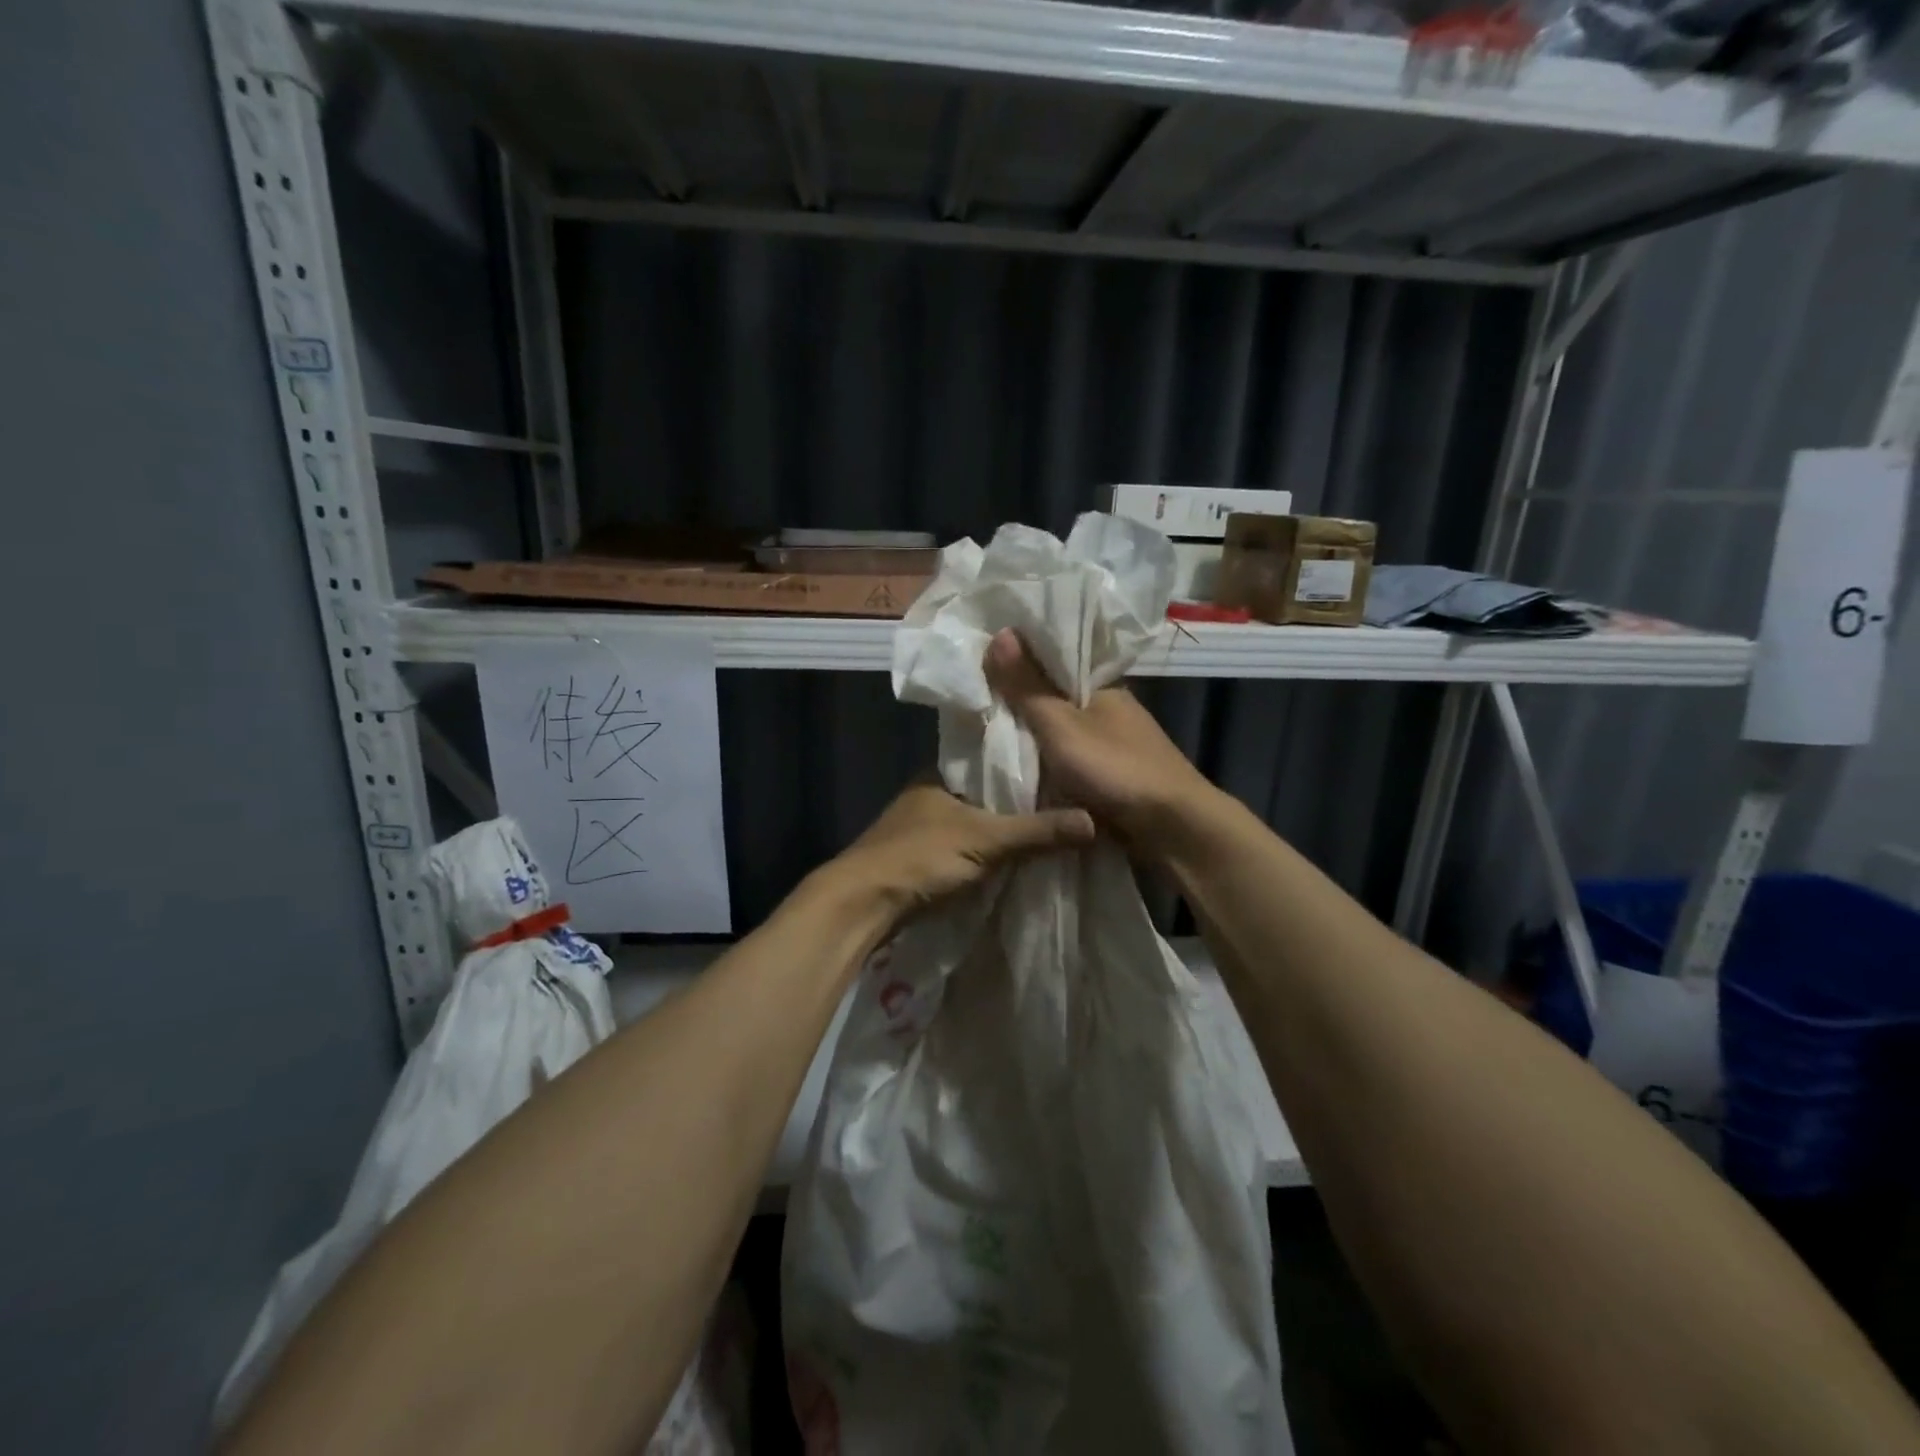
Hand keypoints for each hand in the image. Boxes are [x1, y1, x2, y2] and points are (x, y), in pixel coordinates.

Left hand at [828, 778, 1094, 922]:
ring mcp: (925, 827)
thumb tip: (1094, 822)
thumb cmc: (921, 857)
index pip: (991, 758)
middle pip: (987, 792)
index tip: (1064, 766)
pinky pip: (968, 846)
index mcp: (941, 774)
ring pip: (977, 821)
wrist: (863, 904)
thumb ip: (1037, 831)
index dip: (1026, 762)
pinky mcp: (924, 857)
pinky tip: (1019, 856)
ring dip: (1005, 828)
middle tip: (1068, 800)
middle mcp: (932, 794)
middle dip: (1020, 800)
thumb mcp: (986, 841)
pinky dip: (990, 851)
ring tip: (1053, 826)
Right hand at [983, 627, 1217, 850]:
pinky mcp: (1112, 780)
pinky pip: (1069, 767)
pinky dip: (1047, 768)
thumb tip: (1001, 632)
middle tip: (973, 708)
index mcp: (1103, 688)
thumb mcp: (1061, 726)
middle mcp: (1109, 713)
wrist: (1172, 829)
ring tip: (985, 739)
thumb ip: (1028, 687)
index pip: (1054, 665)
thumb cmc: (1116, 769)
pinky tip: (1018, 773)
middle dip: (1020, 708)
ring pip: (1060, 738)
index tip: (980, 668)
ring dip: (1033, 742)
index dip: (1019, 665)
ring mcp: (1113, 748)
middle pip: (1054, 703)